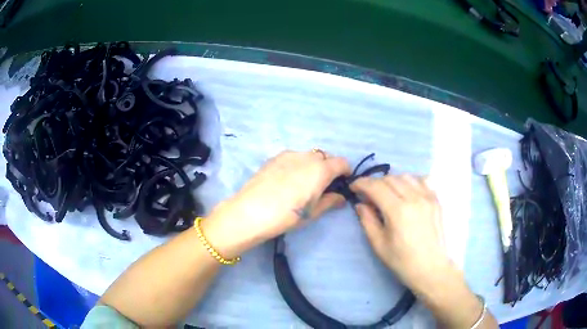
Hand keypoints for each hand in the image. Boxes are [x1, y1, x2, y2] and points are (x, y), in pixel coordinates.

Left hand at [204, 150, 350, 256]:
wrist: (251, 211)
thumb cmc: (287, 215)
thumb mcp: (313, 212)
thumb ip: (330, 201)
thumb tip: (341, 197)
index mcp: (321, 169)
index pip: (342, 162)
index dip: (345, 172)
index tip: (342, 183)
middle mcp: (307, 156)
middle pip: (325, 157)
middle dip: (329, 168)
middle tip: (323, 185)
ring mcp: (289, 154)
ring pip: (308, 155)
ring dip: (312, 165)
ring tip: (303, 182)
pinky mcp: (274, 157)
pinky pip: (293, 157)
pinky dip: (297, 164)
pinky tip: (287, 180)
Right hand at [350, 174, 450, 291]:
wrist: (431, 268)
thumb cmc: (402, 261)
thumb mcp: (379, 245)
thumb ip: (367, 221)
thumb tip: (360, 204)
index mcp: (398, 211)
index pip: (375, 186)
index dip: (361, 183)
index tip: (353, 187)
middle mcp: (414, 198)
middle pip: (390, 178)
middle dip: (375, 183)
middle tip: (368, 195)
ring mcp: (428, 197)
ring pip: (406, 176)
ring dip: (392, 180)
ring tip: (387, 193)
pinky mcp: (436, 199)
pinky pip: (423, 179)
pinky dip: (411, 180)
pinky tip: (407, 191)